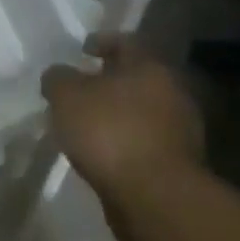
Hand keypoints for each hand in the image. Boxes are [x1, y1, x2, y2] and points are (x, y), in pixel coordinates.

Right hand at [43, 36, 203, 199]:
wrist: (155, 198)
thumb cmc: (109, 132)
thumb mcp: (66, 95)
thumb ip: (58, 78)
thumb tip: (59, 75)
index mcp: (149, 68)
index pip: (126, 42)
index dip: (102, 42)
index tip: (82, 49)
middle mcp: (172, 93)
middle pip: (137, 78)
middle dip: (109, 81)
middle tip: (81, 88)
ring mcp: (181, 131)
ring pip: (142, 111)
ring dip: (118, 114)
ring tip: (87, 124)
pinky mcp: (179, 164)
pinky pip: (145, 141)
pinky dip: (126, 141)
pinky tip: (103, 151)